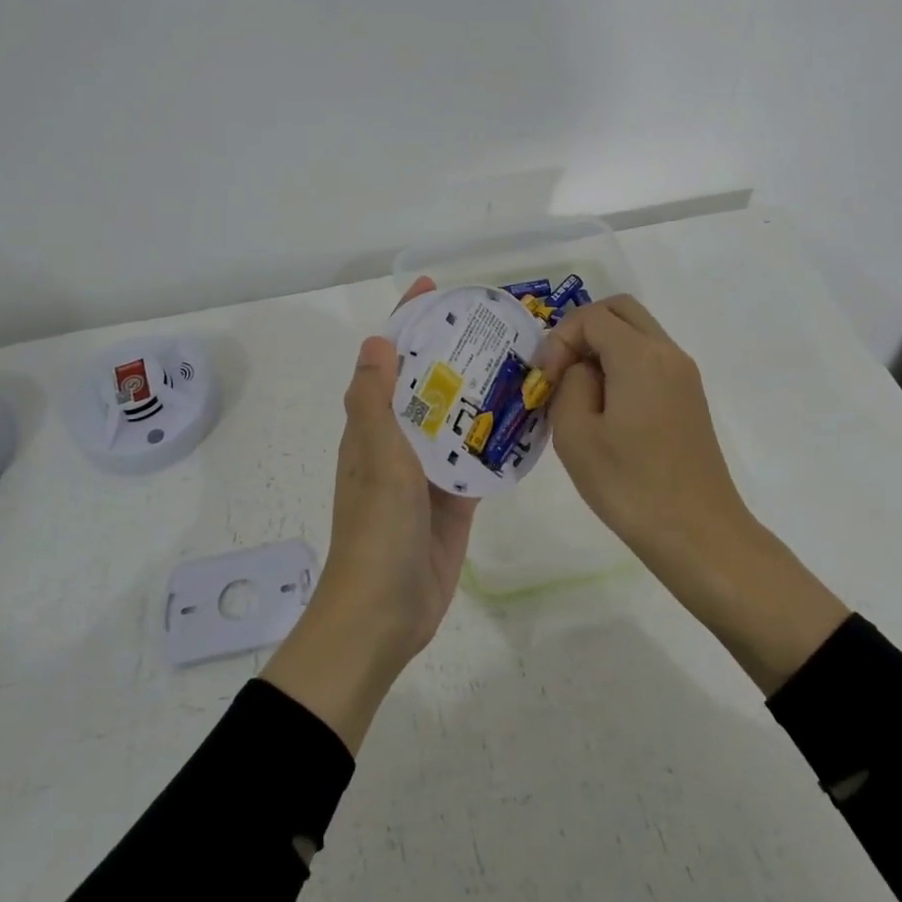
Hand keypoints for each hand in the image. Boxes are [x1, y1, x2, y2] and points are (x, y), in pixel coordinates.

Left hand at [262, 277, 475, 750]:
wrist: (385, 612)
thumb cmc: (376, 528)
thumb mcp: (374, 455)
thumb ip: (375, 400)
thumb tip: (378, 339)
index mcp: (373, 426)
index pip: (391, 360)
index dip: (409, 322)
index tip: (436, 289)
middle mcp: (399, 442)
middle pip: (429, 384)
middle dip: (455, 352)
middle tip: (498, 323)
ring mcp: (428, 473)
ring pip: (457, 420)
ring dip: (480, 393)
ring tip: (522, 360)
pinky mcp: (455, 501)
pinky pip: (478, 460)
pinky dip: (496, 440)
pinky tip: (529, 420)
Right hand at [537, 295, 849, 693]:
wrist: (698, 535)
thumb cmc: (630, 486)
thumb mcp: (576, 434)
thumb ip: (569, 384)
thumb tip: (581, 371)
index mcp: (640, 356)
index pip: (592, 317)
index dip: (560, 339)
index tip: (546, 379)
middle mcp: (668, 354)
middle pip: (621, 311)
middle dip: (583, 329)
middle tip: (559, 369)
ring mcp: (684, 376)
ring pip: (638, 333)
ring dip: (603, 347)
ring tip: (577, 391)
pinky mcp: (689, 399)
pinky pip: (650, 360)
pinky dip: (622, 365)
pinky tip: (604, 408)